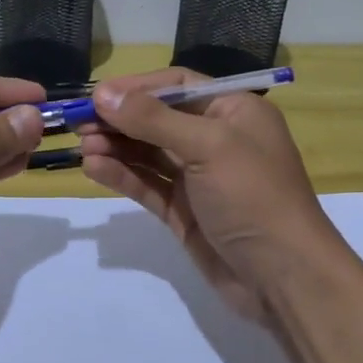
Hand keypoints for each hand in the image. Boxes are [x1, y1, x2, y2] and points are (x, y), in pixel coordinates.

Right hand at [78, 68, 347, 329]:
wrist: (284, 278)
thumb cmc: (253, 196)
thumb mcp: (208, 146)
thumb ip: (153, 119)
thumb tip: (104, 93)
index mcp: (234, 111)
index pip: (178, 84)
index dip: (137, 88)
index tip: (97, 95)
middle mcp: (217, 139)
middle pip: (158, 118)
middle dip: (120, 119)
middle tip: (78, 123)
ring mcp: (199, 177)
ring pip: (149, 153)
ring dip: (116, 147)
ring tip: (81, 145)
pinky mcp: (185, 211)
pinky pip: (148, 185)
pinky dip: (122, 175)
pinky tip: (94, 168)